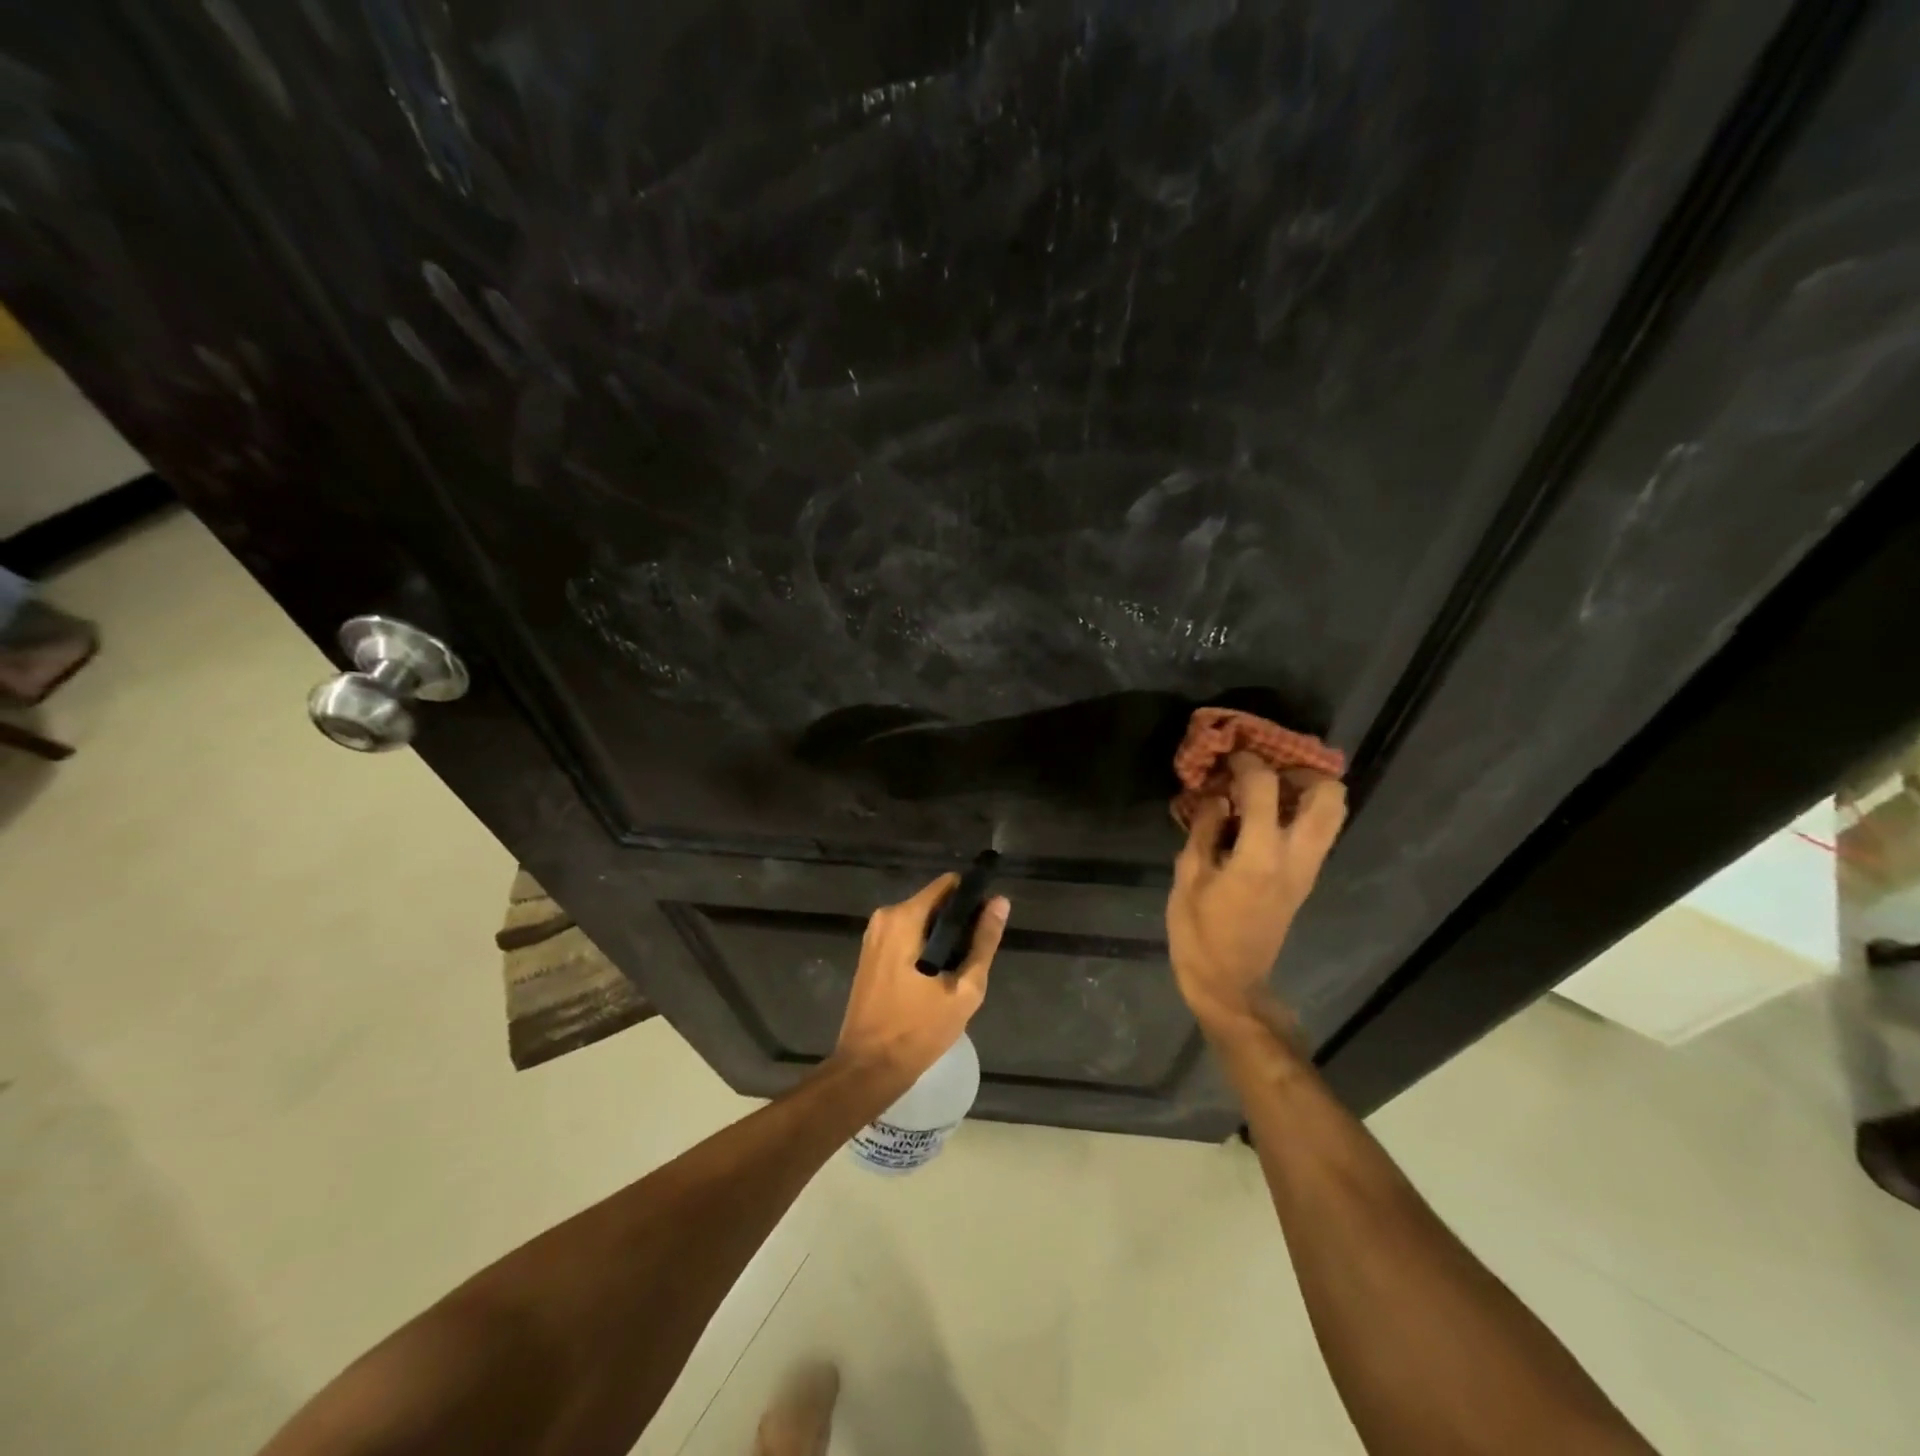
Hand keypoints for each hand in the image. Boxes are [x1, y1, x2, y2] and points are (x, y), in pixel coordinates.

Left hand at [834, 874, 1008, 1089]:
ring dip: (941, 938)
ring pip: (920, 921)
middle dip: (957, 923)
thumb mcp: (964, 989)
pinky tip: (934, 979)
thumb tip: (1000, 902)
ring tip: (956, 974)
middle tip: (972, 959)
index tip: (986, 924)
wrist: (868, 1068)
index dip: (972, 899)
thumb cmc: (918, 1030)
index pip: (949, 885)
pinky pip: (905, 936)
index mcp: (905, 917)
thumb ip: (983, 942)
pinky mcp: (870, 953)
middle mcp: (886, 916)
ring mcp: (874, 935)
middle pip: (934, 902)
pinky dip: (924, 948)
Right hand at [1167, 752, 1346, 1039]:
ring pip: (1332, 815)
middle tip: (1265, 770)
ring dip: (1305, 792)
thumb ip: (1204, 831)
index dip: (1246, 764)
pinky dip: (1298, 813)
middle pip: (1328, 797)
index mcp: (1260, 856)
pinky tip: (1263, 816)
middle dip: (1301, 772)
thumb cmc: (1199, 933)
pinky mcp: (1304, 881)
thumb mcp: (1188, 877)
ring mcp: (1306, 871)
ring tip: (1266, 790)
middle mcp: (1295, 858)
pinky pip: (1316, 833)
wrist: (1230, 983)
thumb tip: (1217, 799)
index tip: (1229, 757)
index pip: (1265, 789)